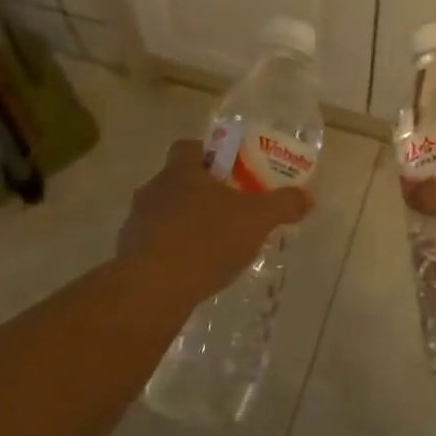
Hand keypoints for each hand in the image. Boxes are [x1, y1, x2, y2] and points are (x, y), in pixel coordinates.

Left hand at [119, 140, 312, 306]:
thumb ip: (283, 204)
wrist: (154, 287)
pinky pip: (154, 244)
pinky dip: (172, 252)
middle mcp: (153, 189)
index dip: (209, 154)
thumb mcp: (257, 219)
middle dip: (202, 193)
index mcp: (180, 171)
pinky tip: (192, 271)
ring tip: (213, 246)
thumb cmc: (206, 239)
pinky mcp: (128, 254)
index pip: (188, 147)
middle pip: (177, 181)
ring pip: (164, 213)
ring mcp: (136, 222)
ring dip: (185, 224)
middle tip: (230, 211)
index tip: (230, 171)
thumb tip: (306, 197)